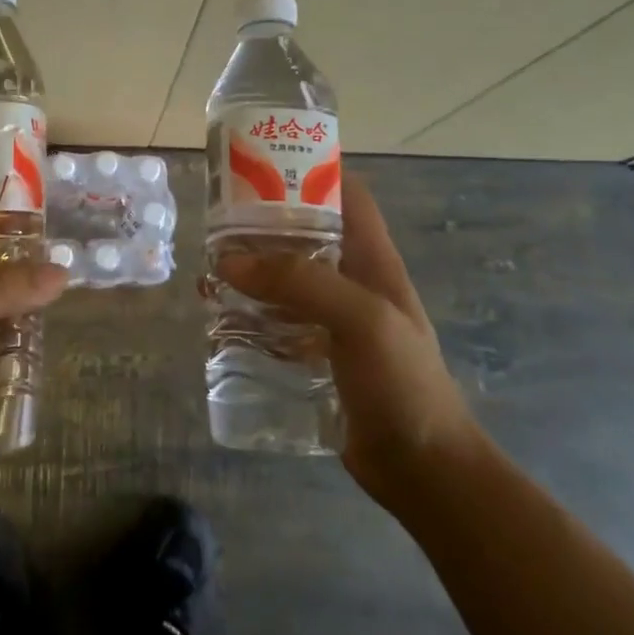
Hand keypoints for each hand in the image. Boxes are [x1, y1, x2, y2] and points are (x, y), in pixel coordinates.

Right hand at [219, 175, 476, 503]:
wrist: (423, 469)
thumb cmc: (402, 384)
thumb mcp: (360, 320)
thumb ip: (299, 283)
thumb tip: (229, 261)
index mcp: (374, 261)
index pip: (347, 196)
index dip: (311, 171)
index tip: (262, 164)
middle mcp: (353, 282)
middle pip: (305, 236)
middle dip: (264, 225)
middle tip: (217, 223)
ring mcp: (335, 321)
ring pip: (286, 280)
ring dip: (251, 272)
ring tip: (210, 271)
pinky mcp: (317, 355)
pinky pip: (278, 322)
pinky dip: (250, 314)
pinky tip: (221, 318)